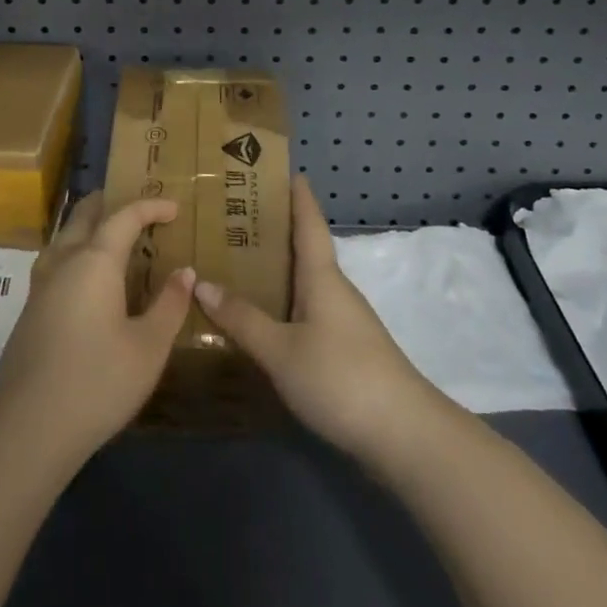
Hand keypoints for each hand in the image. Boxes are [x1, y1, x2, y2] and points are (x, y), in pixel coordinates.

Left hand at [0, 191, 193, 463]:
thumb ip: (169, 305)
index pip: (125, 216)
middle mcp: (64, 262)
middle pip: (84, 215)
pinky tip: (85, 279)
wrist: (28, 429)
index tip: (174, 207)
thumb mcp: (149, 348)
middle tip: (136, 208)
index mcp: (95, 261)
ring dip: (87, 226)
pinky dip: (76, 252)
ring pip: (64, 236)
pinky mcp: (29, 311)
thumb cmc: (97, 382)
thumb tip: (185, 272)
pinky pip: (55, 261)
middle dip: (110, 203)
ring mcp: (40, 286)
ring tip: (110, 235)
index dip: (151, 206)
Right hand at [193, 176, 450, 463]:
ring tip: (239, 265)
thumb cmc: (340, 377)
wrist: (404, 435)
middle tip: (236, 219)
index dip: (299, 196)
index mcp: (322, 276)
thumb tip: (201, 282)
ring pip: (307, 284)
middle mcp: (336, 290)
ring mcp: (346, 322)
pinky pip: (309, 312)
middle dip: (276, 233)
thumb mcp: (281, 349)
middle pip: (306, 250)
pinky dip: (285, 304)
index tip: (286, 171)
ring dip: (279, 271)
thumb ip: (242, 319)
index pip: (310, 223)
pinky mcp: (348, 351)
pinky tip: (265, 320)